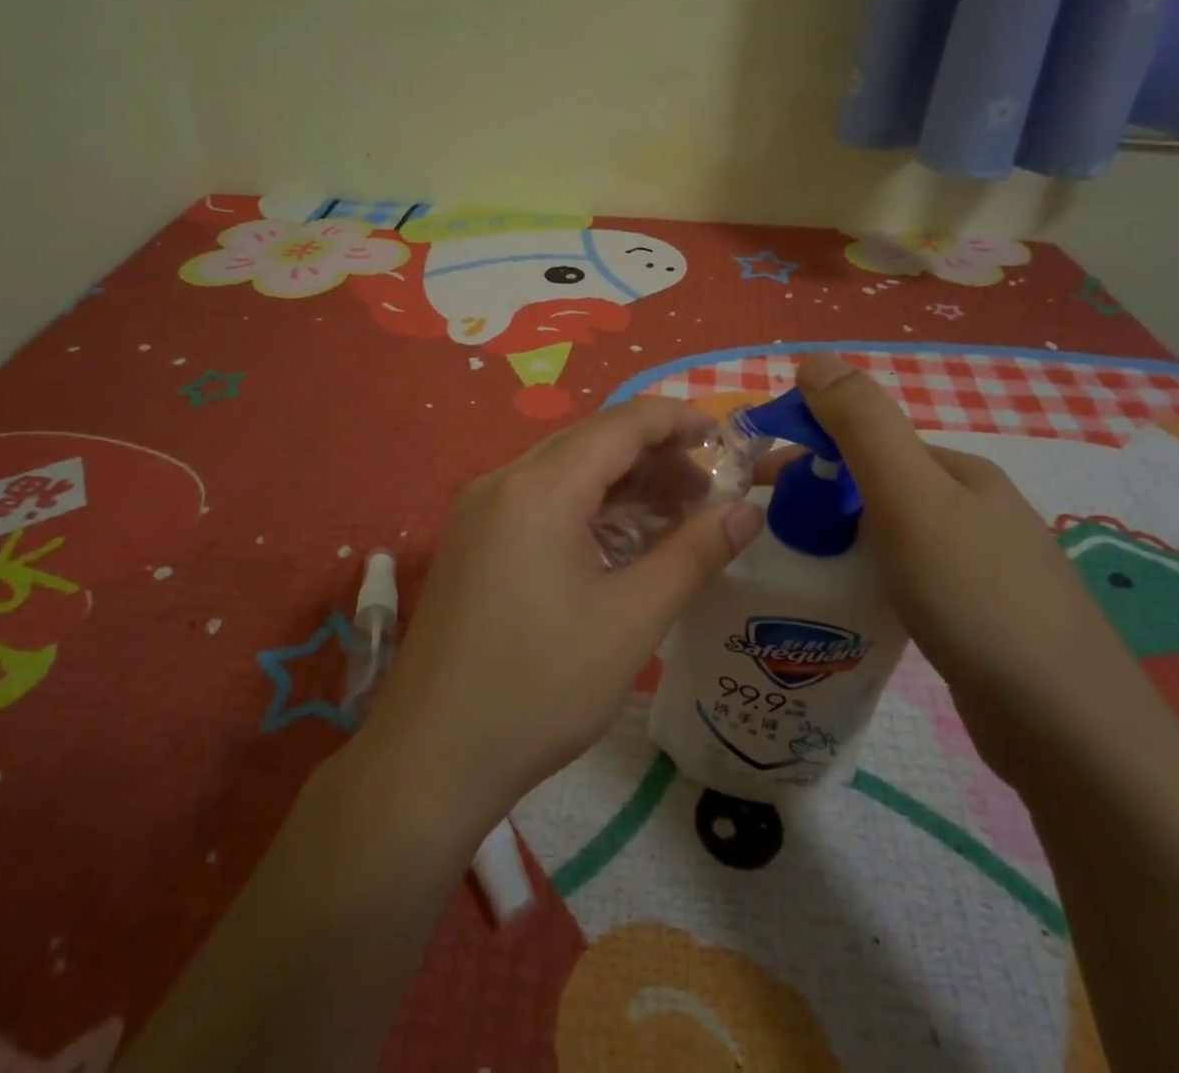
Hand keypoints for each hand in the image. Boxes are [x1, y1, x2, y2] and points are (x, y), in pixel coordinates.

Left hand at [351, 398, 765, 838]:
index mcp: (539, 488)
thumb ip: (693, 555)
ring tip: (675, 517)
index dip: (677, 421)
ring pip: (565, 472)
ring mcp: (480, 511)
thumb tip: (747, 511)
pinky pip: (539, 501)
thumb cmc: (540, 687)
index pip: (620, 424)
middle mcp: (502, 482)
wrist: (431, 757)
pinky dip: (587, 509)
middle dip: (655, 457)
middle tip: (708, 492)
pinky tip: (621, 543)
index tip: (725, 439)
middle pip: (591, 443)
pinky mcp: (472, 541)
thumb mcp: (631, 620)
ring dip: (622, 485)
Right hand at [790, 352, 1155, 787]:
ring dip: (838, 537)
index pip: (866, 437)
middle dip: (817, 495)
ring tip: (794, 567)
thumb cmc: (976, 598)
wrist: (1069, 731)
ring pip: (888, 532)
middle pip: (875, 484)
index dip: (807, 447)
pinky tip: (847, 605)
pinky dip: (867, 576)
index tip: (756, 482)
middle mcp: (972, 508)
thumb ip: (862, 424)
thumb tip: (814, 356)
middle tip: (765, 530)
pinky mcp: (976, 616)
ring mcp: (979, 564)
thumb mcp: (910, 496)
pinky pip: (903, 576)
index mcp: (957, 471)